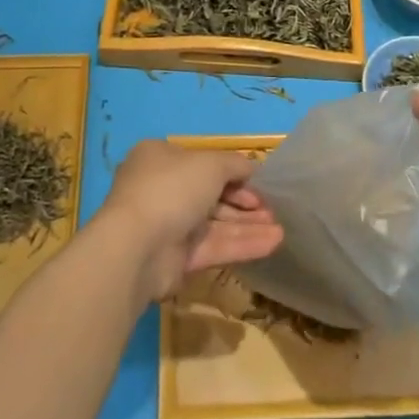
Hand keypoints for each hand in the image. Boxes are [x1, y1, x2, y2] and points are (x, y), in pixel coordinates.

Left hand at [97, 140, 283, 300]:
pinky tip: (272, 244)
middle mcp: (162, 190)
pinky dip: (241, 244)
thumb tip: (251, 168)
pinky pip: (213, 247)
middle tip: (272, 210)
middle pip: (211, 195)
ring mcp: (168, 226)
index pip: (203, 164)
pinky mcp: (176, 259)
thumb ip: (235, 164)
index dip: (234, 173)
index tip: (259, 183)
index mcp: (160, 159)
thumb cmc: (172, 188)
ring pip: (215, 224)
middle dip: (244, 203)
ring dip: (248, 226)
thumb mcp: (211, 164)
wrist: (138, 245)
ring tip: (281, 231)